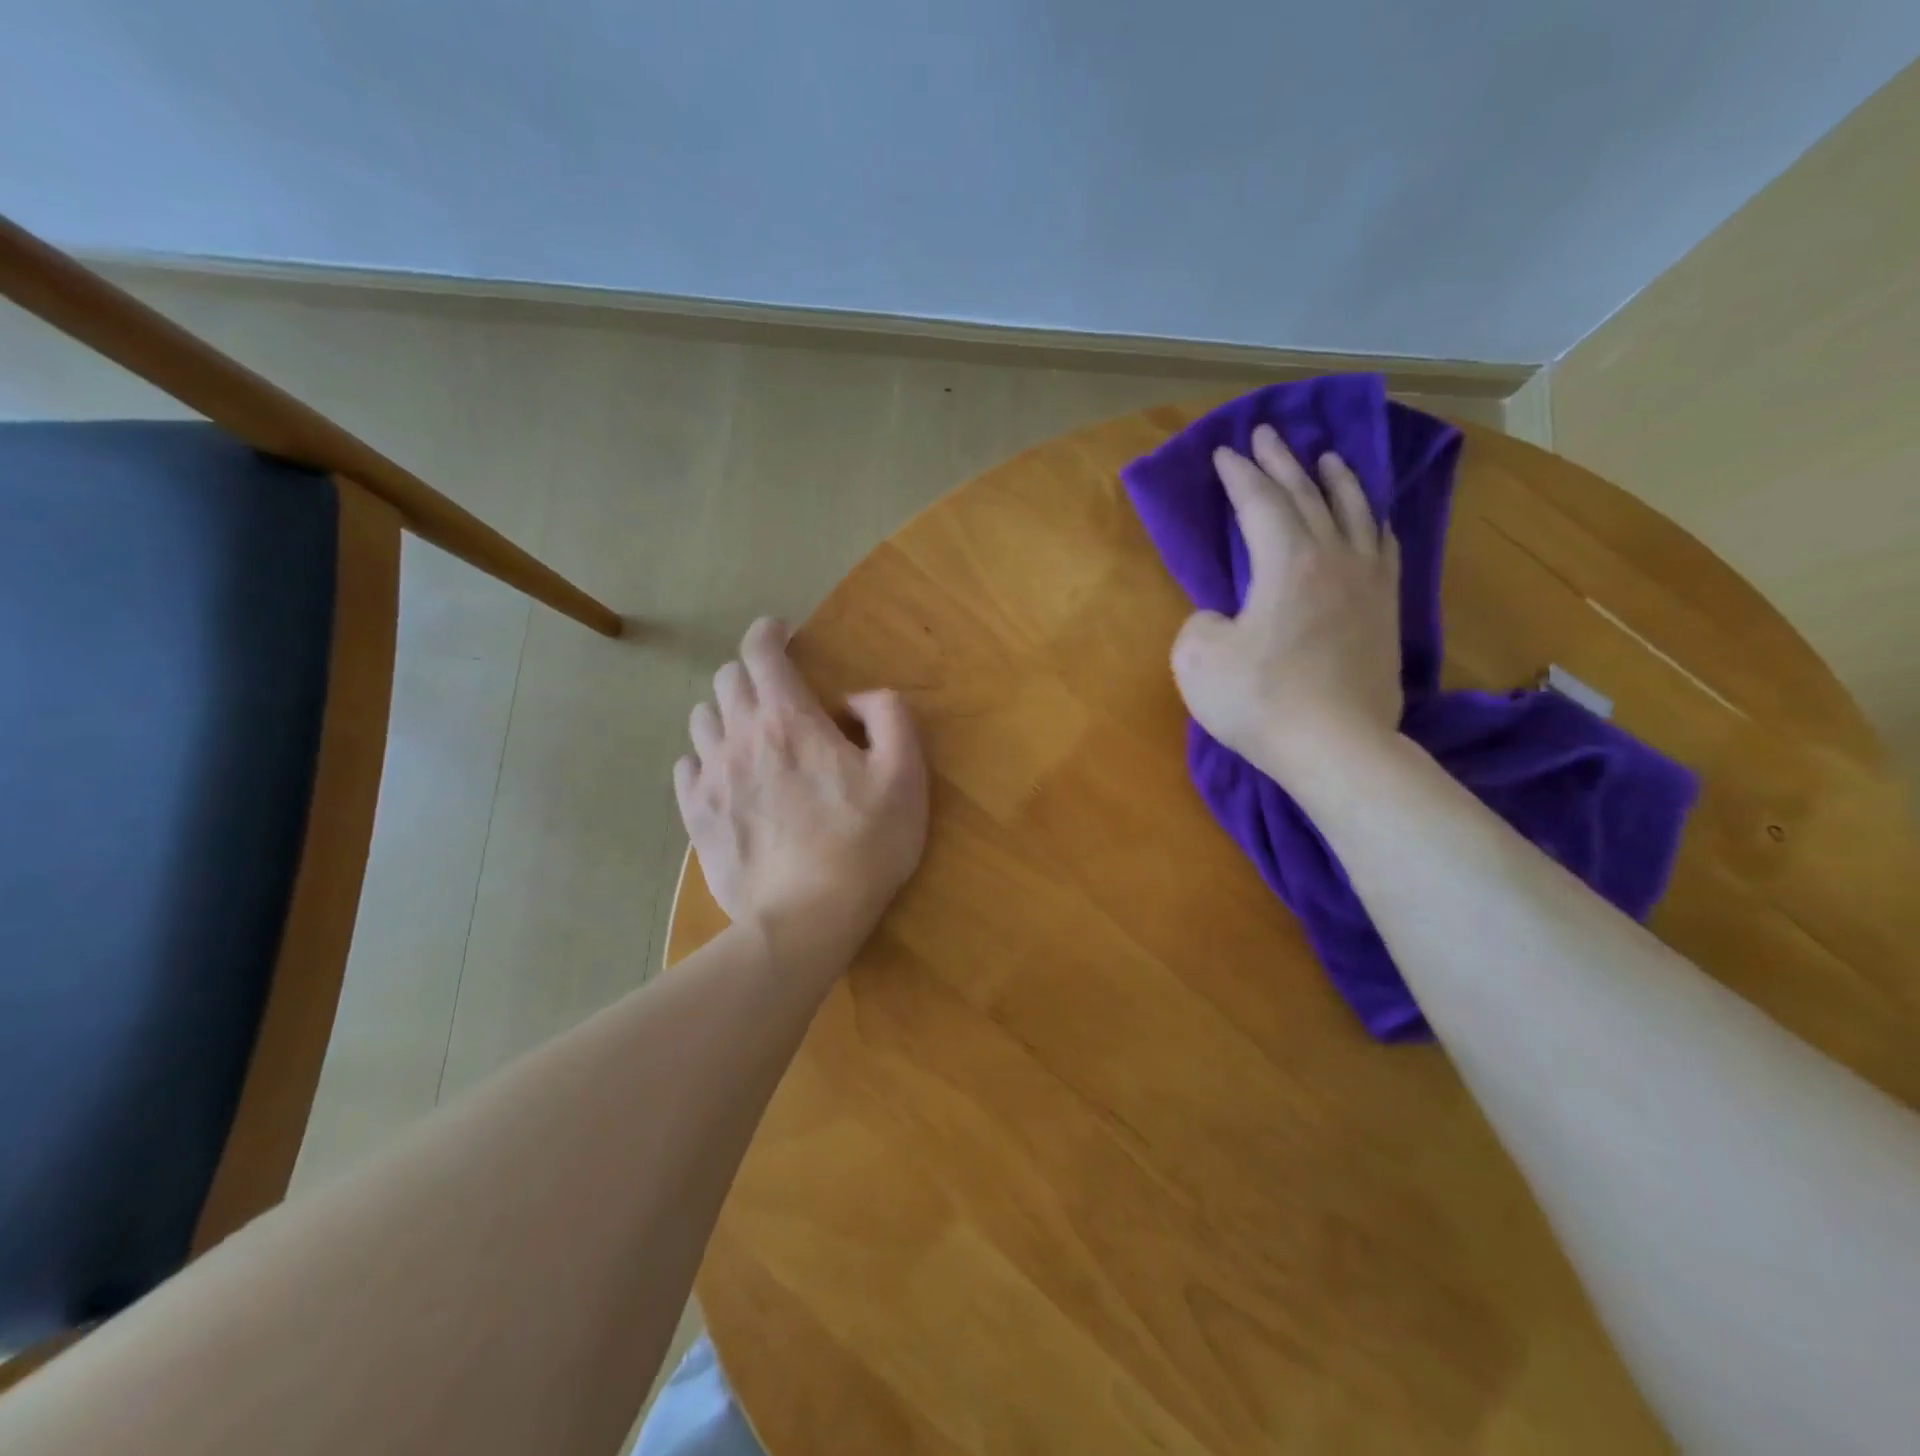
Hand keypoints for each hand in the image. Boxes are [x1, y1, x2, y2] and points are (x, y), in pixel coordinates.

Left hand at [675, 618, 928, 966]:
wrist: (807, 919)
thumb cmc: (865, 845)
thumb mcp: (905, 775)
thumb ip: (889, 716)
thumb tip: (855, 699)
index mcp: (789, 719)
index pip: (761, 651)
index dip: (769, 633)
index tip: (782, 634)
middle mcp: (741, 736)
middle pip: (727, 680)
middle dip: (752, 674)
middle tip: (778, 695)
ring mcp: (711, 776)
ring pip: (702, 719)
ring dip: (727, 714)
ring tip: (753, 736)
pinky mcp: (696, 814)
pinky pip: (687, 765)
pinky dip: (706, 758)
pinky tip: (727, 776)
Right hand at [1171, 423, 1402, 785]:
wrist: (1336, 747)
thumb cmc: (1260, 700)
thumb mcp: (1197, 659)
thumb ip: (1202, 622)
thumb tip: (1224, 617)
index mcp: (1286, 562)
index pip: (1260, 502)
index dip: (1238, 475)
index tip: (1223, 452)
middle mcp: (1333, 558)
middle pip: (1307, 495)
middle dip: (1282, 462)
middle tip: (1266, 434)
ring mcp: (1368, 584)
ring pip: (1355, 513)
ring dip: (1336, 481)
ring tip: (1327, 457)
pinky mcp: (1387, 613)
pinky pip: (1383, 549)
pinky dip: (1372, 523)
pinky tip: (1372, 519)